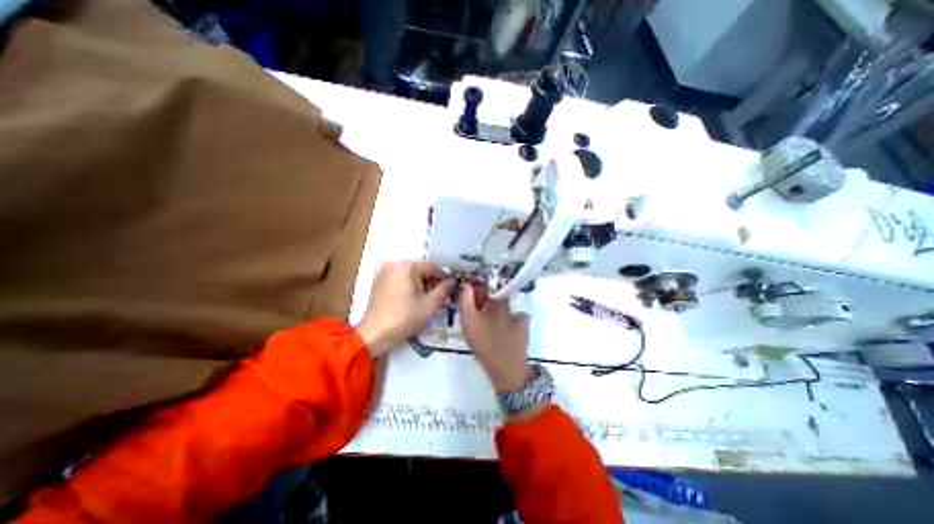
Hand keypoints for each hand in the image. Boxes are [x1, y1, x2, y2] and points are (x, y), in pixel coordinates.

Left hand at [356, 259, 454, 356]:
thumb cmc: (405, 317)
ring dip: (422, 286)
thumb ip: (445, 289)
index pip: (433, 267)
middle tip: (441, 298)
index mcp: (407, 266)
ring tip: (428, 301)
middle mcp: (394, 264)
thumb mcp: (431, 304)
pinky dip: (410, 287)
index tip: (453, 289)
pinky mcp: (380, 282)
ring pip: (411, 276)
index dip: (445, 278)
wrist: (375, 334)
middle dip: (432, 283)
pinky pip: (401, 280)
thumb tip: (452, 281)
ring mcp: (385, 272)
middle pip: (422, 270)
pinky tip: (414, 301)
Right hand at [459, 282, 532, 391]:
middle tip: (474, 316)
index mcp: (494, 300)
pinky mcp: (524, 325)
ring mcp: (518, 313)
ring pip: (501, 307)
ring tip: (486, 326)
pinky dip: (505, 321)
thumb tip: (464, 284)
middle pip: (492, 295)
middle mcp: (508, 303)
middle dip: (482, 301)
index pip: (482, 285)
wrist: (507, 368)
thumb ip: (465, 300)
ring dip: (493, 311)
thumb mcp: (469, 322)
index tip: (465, 295)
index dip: (472, 287)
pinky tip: (500, 331)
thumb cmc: (485, 344)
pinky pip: (511, 317)